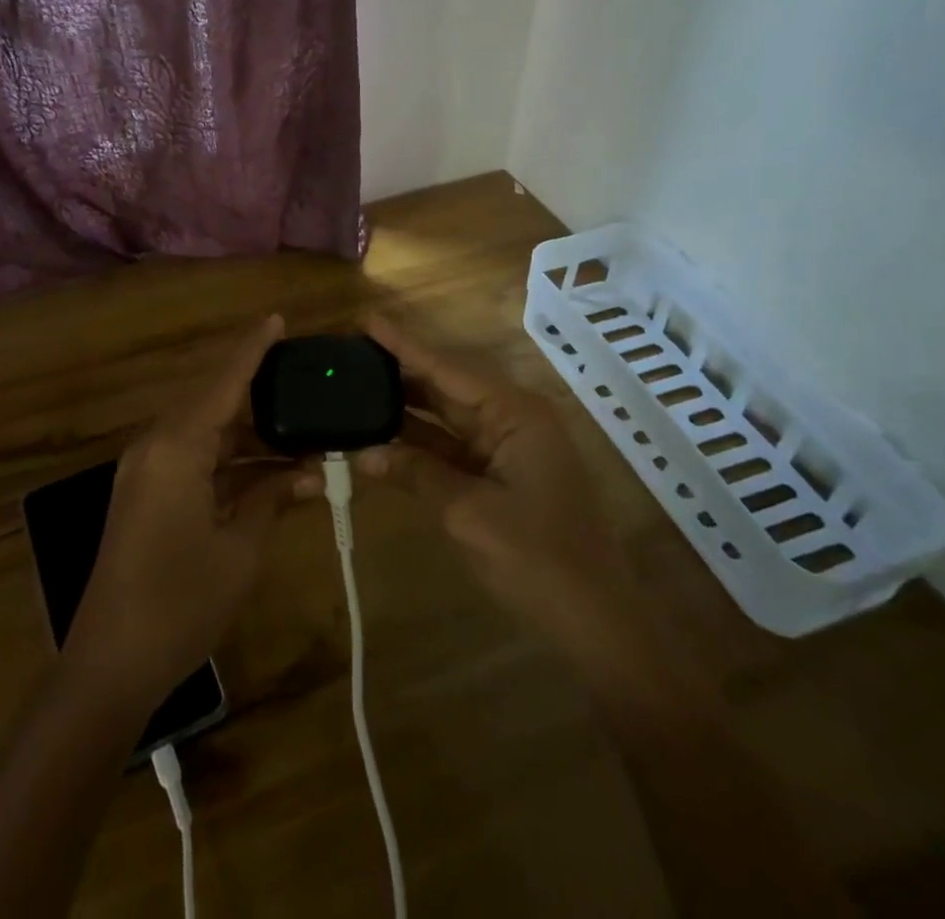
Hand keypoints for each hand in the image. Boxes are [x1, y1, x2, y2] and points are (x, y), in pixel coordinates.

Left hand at [65, 314, 320, 701]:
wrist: (110, 664)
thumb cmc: (180, 603)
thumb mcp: (240, 549)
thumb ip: (273, 498)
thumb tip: (311, 473)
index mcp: (177, 447)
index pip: (224, 384)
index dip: (253, 350)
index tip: (277, 319)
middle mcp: (156, 446)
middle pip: (215, 406)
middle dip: (262, 400)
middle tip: (308, 392)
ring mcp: (146, 471)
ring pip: (207, 435)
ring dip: (250, 439)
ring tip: (302, 439)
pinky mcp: (144, 495)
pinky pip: (193, 461)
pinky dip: (229, 463)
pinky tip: (268, 473)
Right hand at [356, 314, 634, 650]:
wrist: (595, 624)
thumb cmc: (537, 559)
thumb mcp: (468, 513)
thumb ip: (415, 474)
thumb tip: (364, 454)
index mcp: (515, 414)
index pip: (447, 369)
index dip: (403, 346)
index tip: (366, 320)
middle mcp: (512, 420)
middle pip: (446, 386)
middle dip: (399, 372)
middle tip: (350, 353)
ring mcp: (507, 449)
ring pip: (445, 418)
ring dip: (404, 409)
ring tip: (355, 386)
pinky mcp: (500, 477)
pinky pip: (451, 448)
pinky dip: (418, 445)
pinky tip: (381, 437)